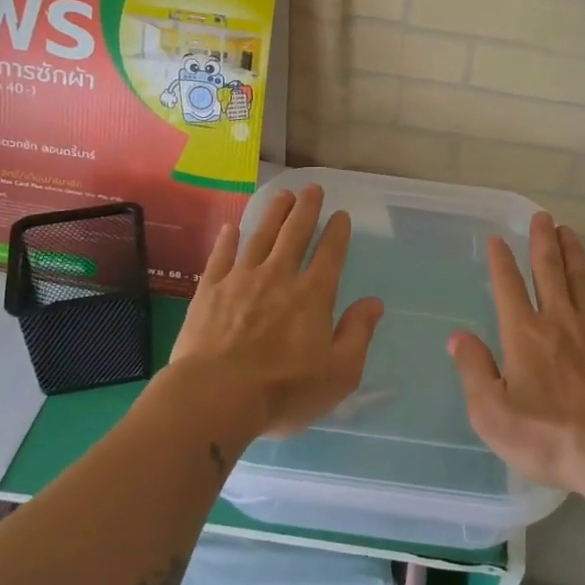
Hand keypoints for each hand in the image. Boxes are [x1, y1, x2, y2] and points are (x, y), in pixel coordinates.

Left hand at [166, 184, 384, 439]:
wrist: (215, 396)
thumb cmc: (284, 390)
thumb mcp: (339, 372)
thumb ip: (358, 334)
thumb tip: (375, 302)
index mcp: (313, 295)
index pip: (330, 254)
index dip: (337, 232)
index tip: (341, 214)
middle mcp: (278, 276)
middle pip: (294, 234)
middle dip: (306, 209)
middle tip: (312, 189)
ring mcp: (241, 279)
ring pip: (260, 236)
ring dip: (273, 213)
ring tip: (282, 195)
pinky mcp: (209, 290)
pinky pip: (221, 256)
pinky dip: (228, 240)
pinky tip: (232, 228)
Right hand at [449, 213, 584, 496]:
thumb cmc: (549, 436)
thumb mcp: (493, 414)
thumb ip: (473, 371)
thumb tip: (457, 337)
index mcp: (524, 333)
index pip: (508, 285)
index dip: (500, 260)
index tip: (496, 238)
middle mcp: (559, 321)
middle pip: (549, 270)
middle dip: (543, 241)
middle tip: (543, 216)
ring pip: (582, 280)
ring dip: (573, 254)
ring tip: (568, 232)